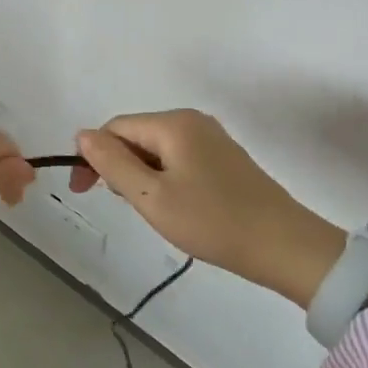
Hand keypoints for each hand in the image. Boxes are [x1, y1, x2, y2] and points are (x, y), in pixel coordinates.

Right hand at [71, 109, 346, 304]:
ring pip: (157, 148)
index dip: (93, 156)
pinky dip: (165, 177)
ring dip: (142, 175)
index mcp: (173, 123)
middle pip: (136, 135)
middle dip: (119, 166)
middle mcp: (192, 120)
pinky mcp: (225, 157)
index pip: (115, 128)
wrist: (285, 246)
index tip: (84, 193)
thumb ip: (113, 163)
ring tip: (153, 210)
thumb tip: (82, 134)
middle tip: (127, 206)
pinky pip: (179, 158)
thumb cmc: (213, 221)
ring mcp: (212, 137)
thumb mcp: (152, 197)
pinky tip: (176, 205)